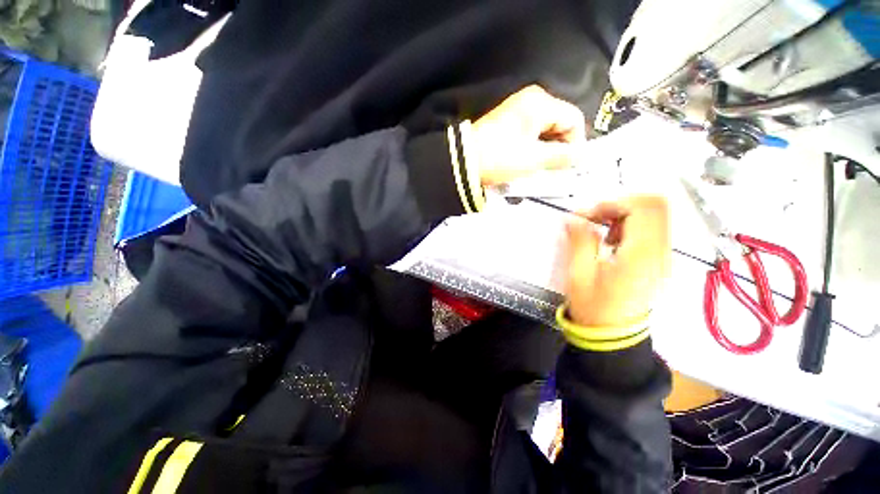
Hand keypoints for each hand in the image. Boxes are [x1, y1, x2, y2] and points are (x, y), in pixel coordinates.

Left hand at [469, 85, 585, 185]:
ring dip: (545, 151)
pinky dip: (533, 149)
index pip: (573, 119)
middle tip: (555, 170)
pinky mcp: (506, 124)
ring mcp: (516, 111)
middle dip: (560, 148)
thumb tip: (581, 157)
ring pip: (544, 131)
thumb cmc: (501, 158)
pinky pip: (529, 135)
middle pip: (559, 124)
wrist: (465, 162)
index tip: (569, 166)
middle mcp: (530, 100)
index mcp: (540, 102)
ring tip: (540, 170)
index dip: (576, 143)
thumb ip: (562, 157)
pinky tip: (528, 164)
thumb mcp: (534, 159)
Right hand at [564, 195, 670, 326]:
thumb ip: (579, 241)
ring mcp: (664, 256)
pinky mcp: (660, 260)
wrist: (613, 334)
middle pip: (655, 206)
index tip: (588, 214)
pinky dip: (631, 225)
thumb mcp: (579, 274)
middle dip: (620, 205)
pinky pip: (653, 229)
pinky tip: (612, 241)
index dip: (613, 203)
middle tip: (594, 218)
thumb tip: (573, 217)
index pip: (643, 208)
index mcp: (641, 255)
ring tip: (601, 231)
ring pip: (655, 215)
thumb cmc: (593, 306)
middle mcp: (661, 252)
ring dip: (625, 215)